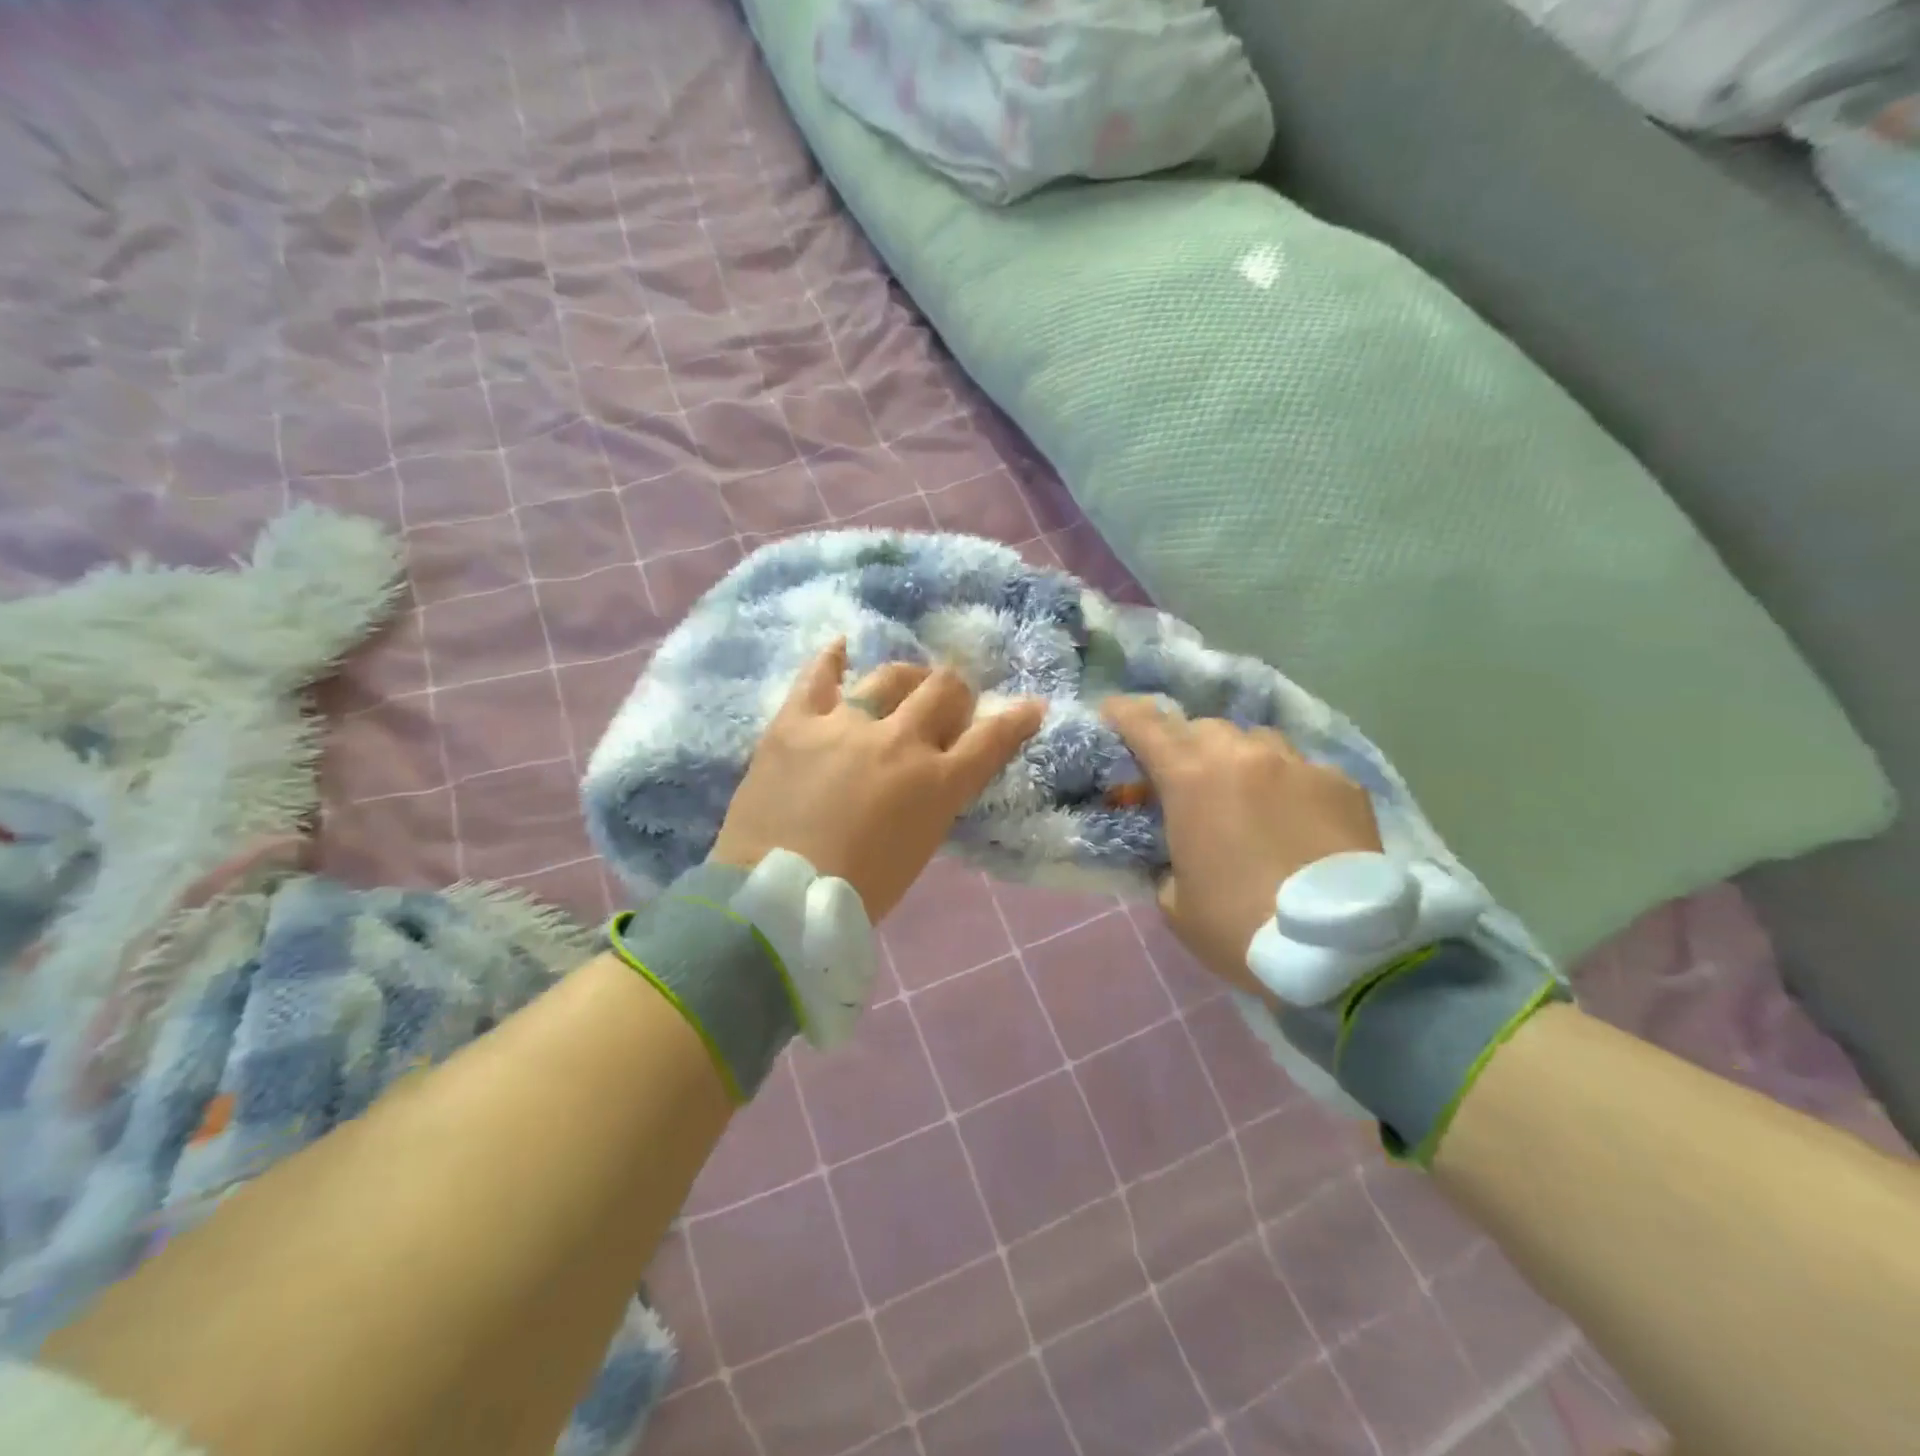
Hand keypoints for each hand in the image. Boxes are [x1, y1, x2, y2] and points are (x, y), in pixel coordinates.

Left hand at [711, 640, 1045, 920]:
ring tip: (902, 686)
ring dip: (907, 679)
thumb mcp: (919, 848)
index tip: (1030, 705)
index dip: (1017, 719)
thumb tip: (932, 773)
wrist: (777, 898)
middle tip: (946, 705)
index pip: (991, 738)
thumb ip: (933, 801)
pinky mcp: (797, 721)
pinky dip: (833, 659)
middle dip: (955, 692)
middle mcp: (899, 742)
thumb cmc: (857, 893)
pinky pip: (819, 676)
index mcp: (936, 784)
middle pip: (944, 690)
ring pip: (891, 676)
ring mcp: (846, 724)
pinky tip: (841, 649)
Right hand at [1103, 697, 1383, 998]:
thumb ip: (1166, 858)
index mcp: (1190, 779)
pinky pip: (1304, 769)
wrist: (1339, 951)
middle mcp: (1243, 756)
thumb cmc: (1238, 927)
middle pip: (1203, 728)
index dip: (1124, 713)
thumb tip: (1177, 848)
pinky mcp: (1343, 783)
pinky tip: (1298, 819)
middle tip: (1187, 779)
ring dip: (1240, 759)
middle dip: (1187, 746)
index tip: (1112, 711)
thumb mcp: (1175, 901)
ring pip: (1257, 741)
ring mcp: (1298, 764)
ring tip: (1247, 794)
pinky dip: (1289, 785)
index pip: (1146, 725)